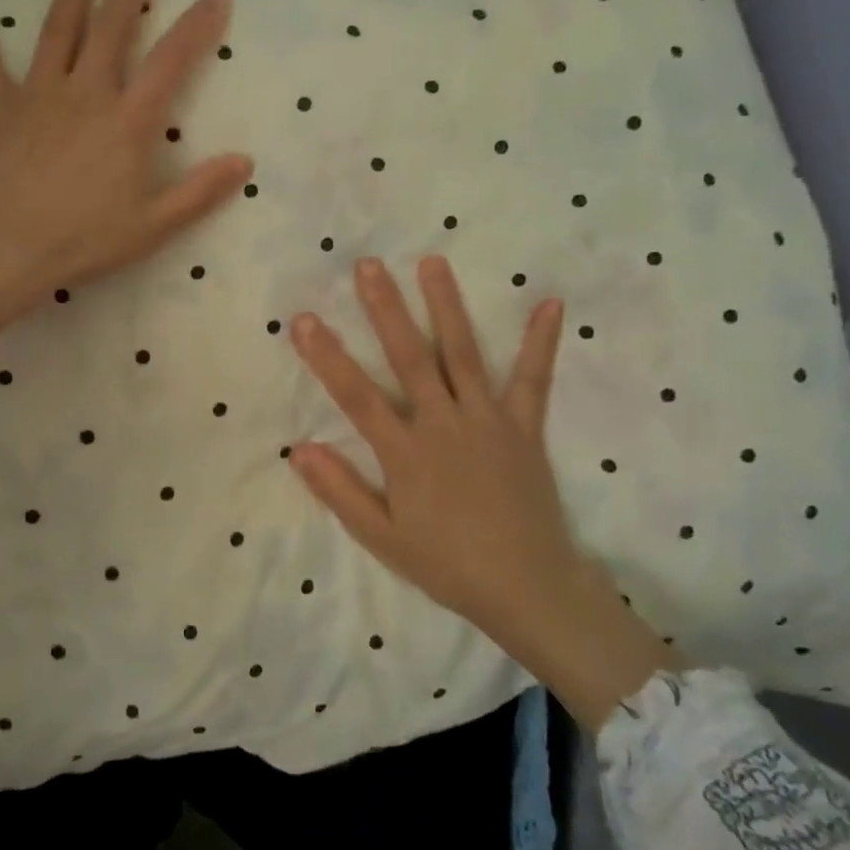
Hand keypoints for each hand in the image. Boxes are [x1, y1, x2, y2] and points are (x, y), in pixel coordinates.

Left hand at [0, 0, 248, 465]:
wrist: (4, 248)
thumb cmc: (83, 241)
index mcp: (128, 120)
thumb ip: (200, 191)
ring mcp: (35, 92)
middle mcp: (85, 91)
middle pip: (111, 27)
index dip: (196, 25)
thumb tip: (244, 160)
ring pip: (57, 30)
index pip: (171, 60)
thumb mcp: (153, 225)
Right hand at [287, 255, 681, 731]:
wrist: (527, 587)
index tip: (303, 320)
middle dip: (386, 310)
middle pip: (409, 358)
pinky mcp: (524, 428)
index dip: (327, 357)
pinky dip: (541, 343)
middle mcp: (443, 424)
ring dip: (446, 307)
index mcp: (405, 452)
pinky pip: (532, 380)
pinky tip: (550, 305)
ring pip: (462, 354)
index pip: (357, 396)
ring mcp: (487, 421)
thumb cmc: (446, 564)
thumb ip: (340, 491)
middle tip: (368, 265)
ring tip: (433, 262)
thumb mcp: (382, 537)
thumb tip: (298, 449)